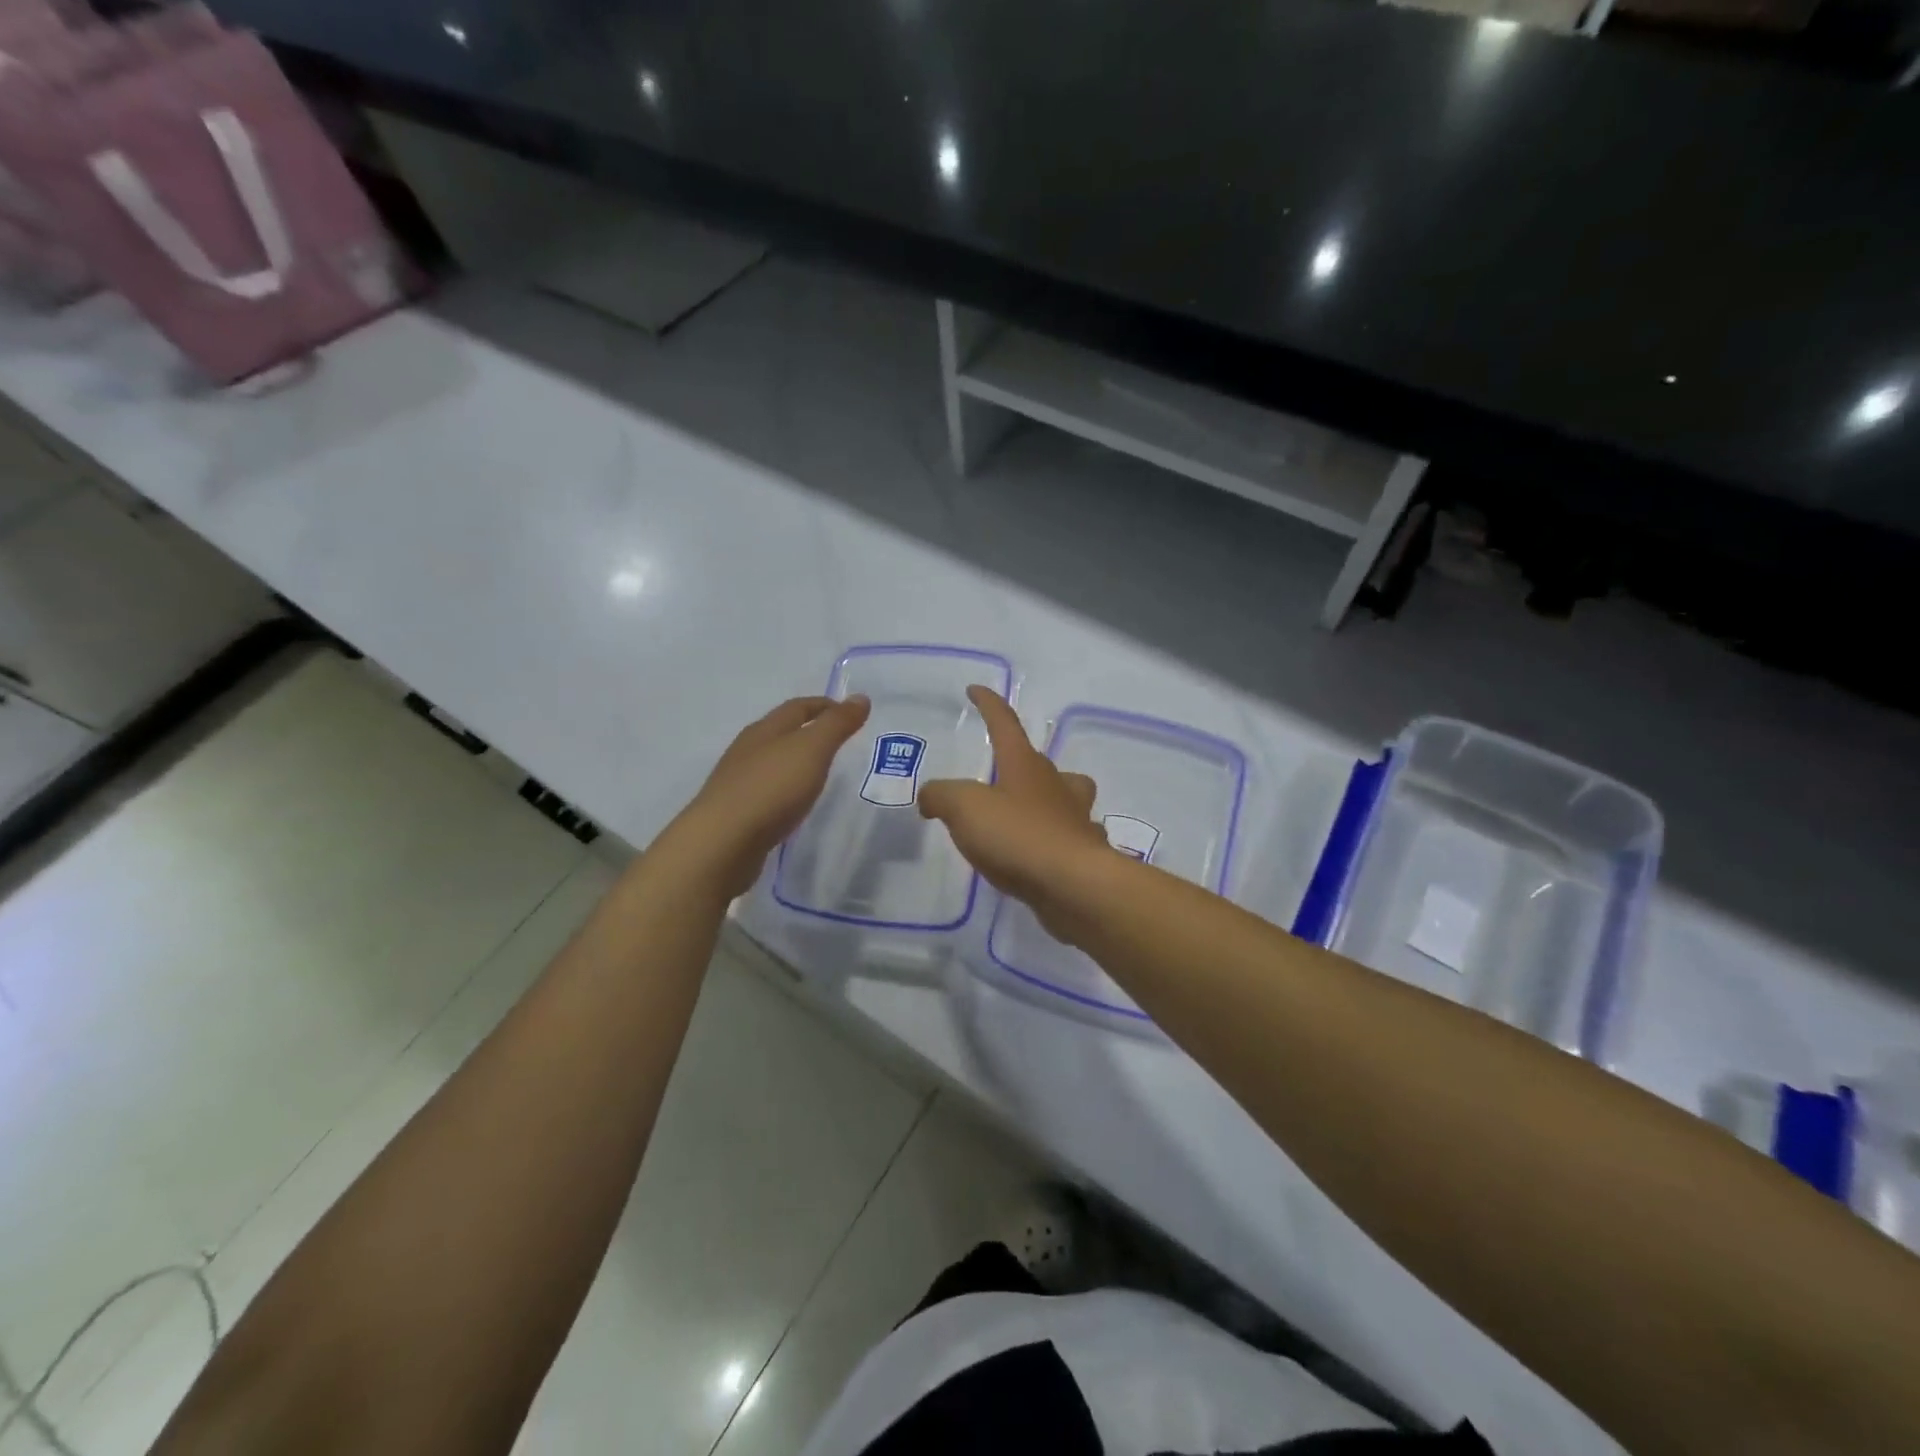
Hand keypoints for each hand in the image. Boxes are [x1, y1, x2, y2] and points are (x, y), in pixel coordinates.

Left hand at [661, 695, 871, 898]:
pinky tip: (794, 803)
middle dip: (809, 731)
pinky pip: (767, 791)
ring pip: (772, 762)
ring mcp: (739, 782)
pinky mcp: (737, 812)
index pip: (798, 707)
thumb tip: (860, 697)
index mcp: (765, 729)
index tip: (852, 713)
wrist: (722, 843)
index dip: (825, 706)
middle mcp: (748, 750)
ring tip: (819, 773)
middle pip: (781, 731)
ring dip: (795, 762)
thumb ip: (836, 724)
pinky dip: (785, 789)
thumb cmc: (771, 788)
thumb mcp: (812, 750)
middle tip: (839, 741)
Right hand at [918, 687, 1112, 937]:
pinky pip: (1071, 837)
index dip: (988, 705)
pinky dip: (1058, 840)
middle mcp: (1055, 784)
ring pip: (1066, 796)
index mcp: (1024, 765)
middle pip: (1039, 762)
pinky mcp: (1085, 852)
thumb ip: (941, 795)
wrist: (1072, 884)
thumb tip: (931, 797)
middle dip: (1019, 760)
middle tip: (999, 773)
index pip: (1004, 723)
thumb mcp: (964, 808)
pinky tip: (1044, 857)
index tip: (975, 690)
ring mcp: (1075, 818)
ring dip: (1049, 798)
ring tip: (1025, 815)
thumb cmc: (1017, 835)